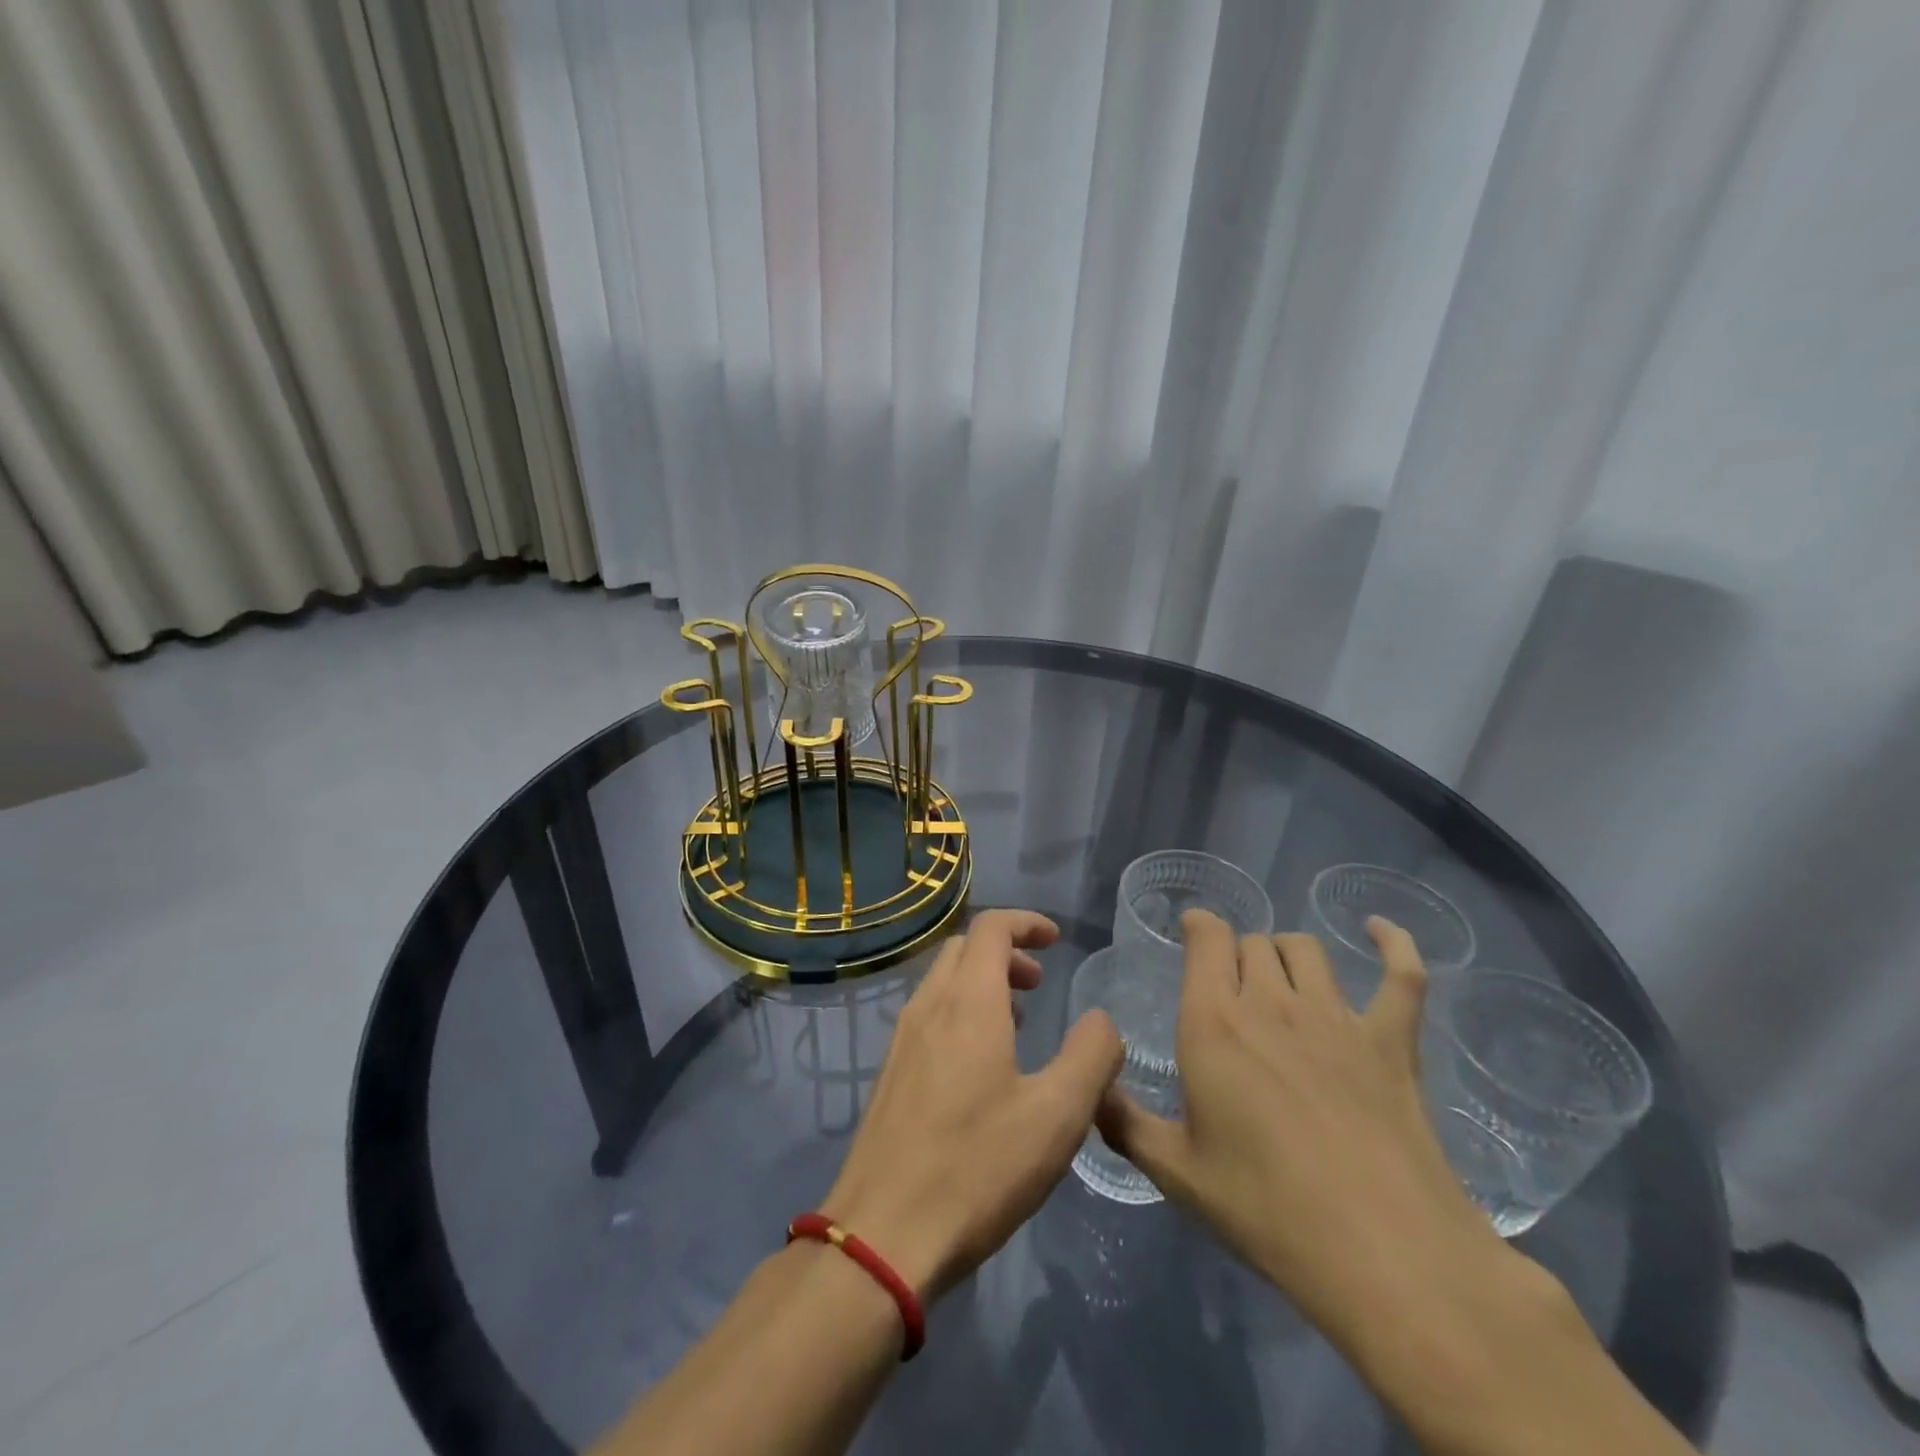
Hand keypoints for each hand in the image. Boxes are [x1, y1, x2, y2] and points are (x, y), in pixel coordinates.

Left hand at [823, 909, 1124, 1302]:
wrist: (883, 1234)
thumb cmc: (977, 1168)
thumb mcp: (1057, 1116)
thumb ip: (1091, 1055)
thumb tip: (1101, 1019)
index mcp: (968, 1002)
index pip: (992, 927)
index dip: (1026, 922)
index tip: (1056, 941)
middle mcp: (929, 1006)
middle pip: (964, 947)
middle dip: (1005, 951)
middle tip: (1039, 984)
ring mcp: (902, 1038)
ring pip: (943, 980)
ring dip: (982, 981)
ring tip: (1018, 1021)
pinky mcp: (891, 1071)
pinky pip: (929, 1014)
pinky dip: (960, 1010)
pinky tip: (981, 1064)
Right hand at [1096, 911, 1510, 1345]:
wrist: (1382, 1255)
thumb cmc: (1266, 1209)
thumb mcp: (1175, 1172)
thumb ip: (1123, 1122)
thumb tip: (1092, 1089)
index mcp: (1214, 1023)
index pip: (1207, 938)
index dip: (1199, 924)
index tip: (1192, 930)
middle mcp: (1271, 1002)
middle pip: (1252, 943)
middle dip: (1237, 953)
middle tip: (1231, 987)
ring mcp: (1336, 1016)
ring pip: (1306, 949)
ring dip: (1286, 952)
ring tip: (1281, 976)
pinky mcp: (1391, 1041)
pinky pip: (1400, 975)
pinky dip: (1393, 945)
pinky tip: (1379, 931)